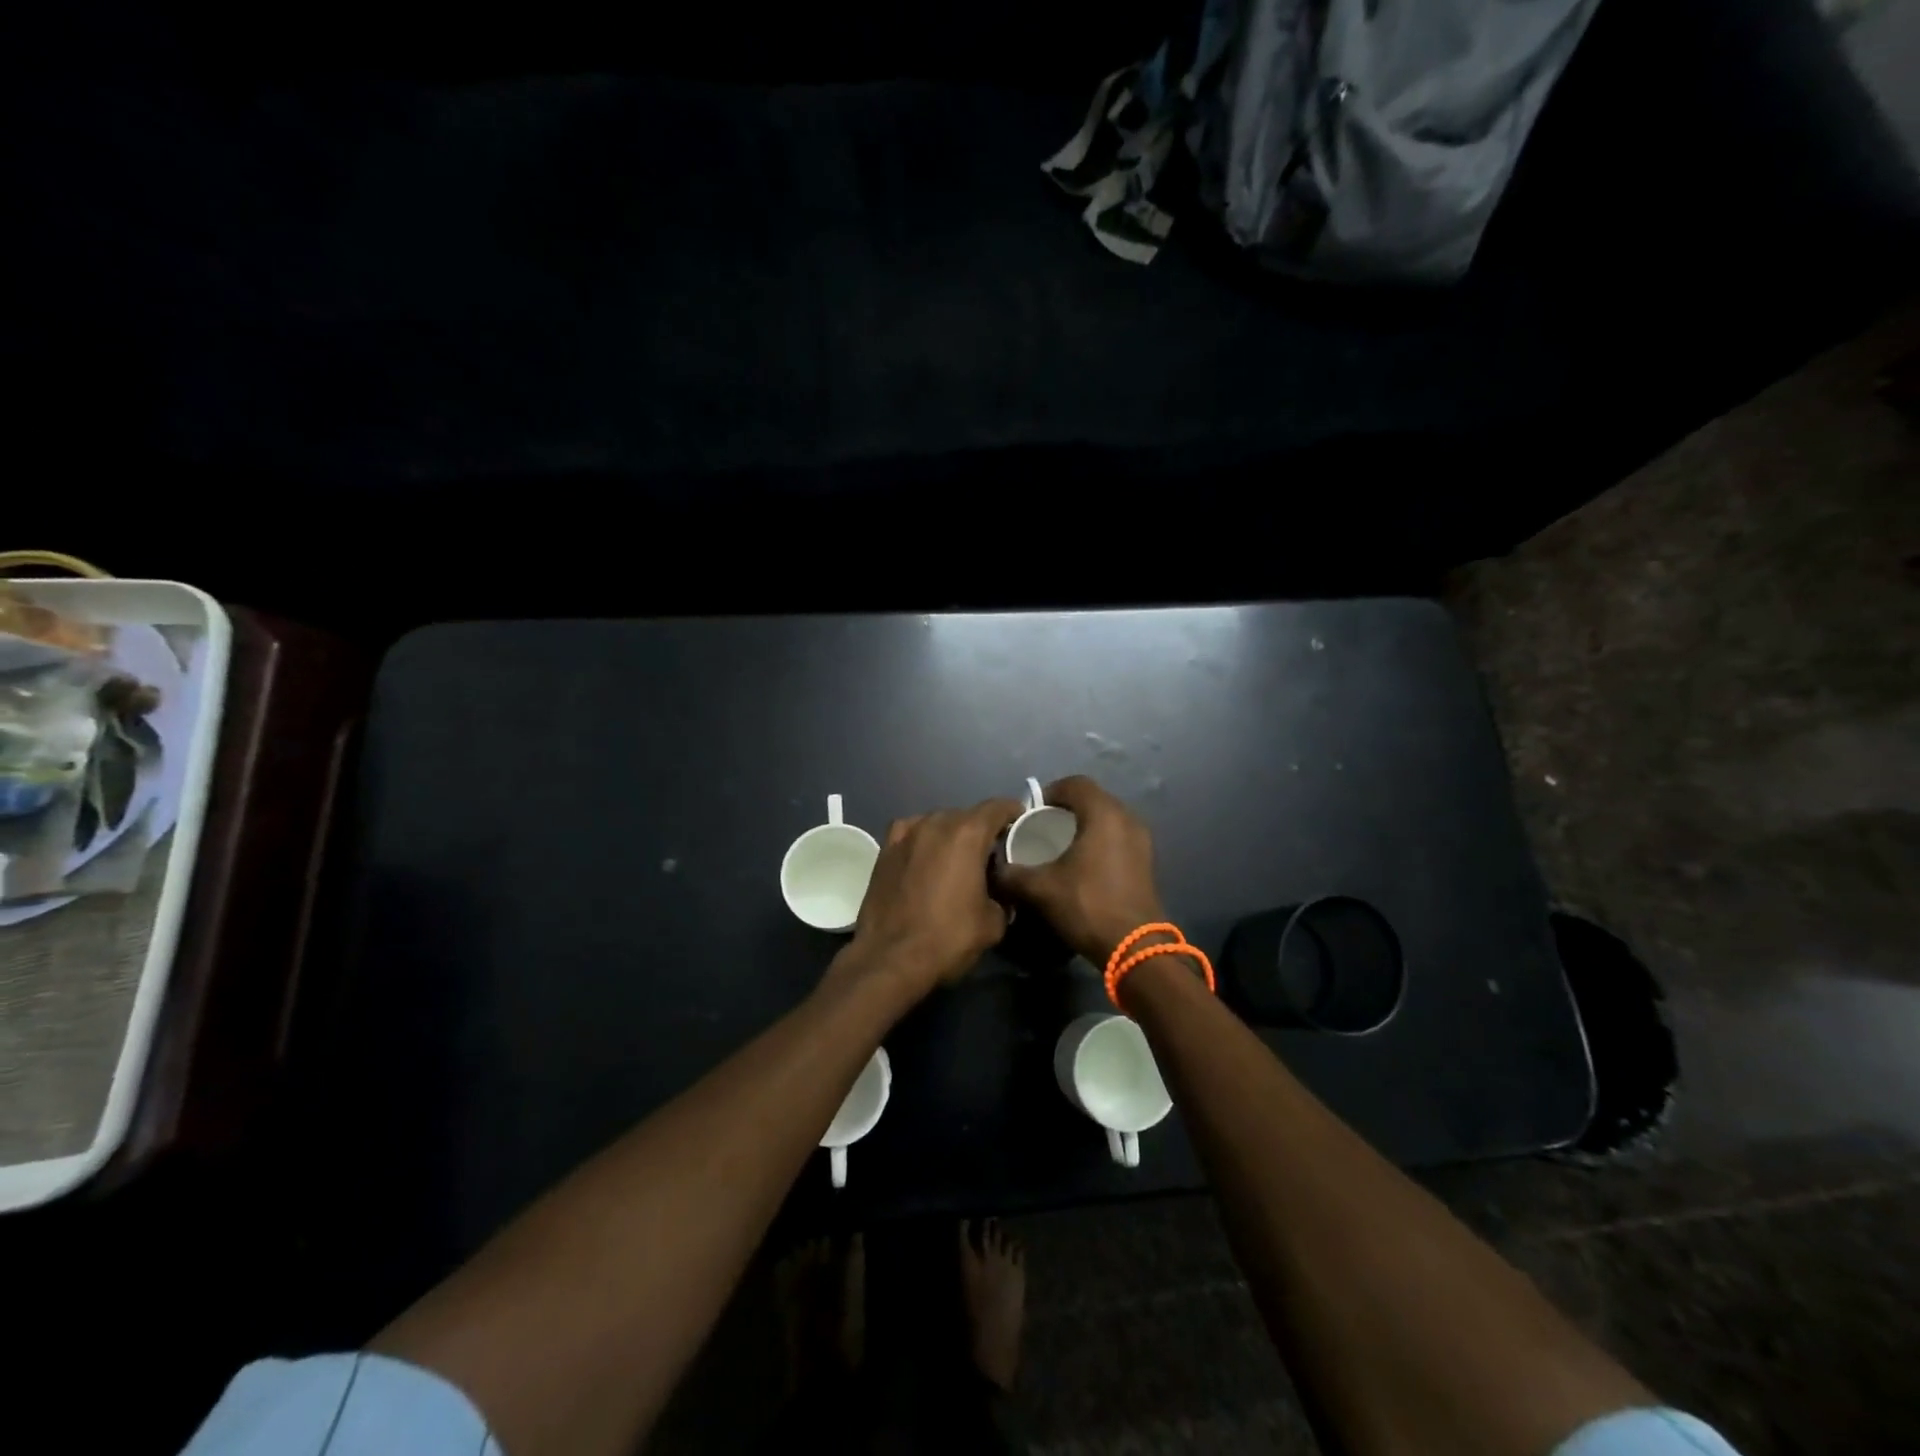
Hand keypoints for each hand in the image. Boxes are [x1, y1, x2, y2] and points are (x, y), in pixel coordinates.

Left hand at [838, 797, 1023, 998]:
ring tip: (957, 859)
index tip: (1020, 825)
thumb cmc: (948, 937)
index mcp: (967, 833)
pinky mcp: (885, 849)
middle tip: (991, 854)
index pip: (998, 807)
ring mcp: (906, 834)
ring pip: (938, 823)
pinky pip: (912, 833)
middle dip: (981, 830)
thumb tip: (999, 892)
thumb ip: (1003, 896)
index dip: (1013, 813)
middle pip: (967, 816)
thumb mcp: (993, 923)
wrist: (889, 958)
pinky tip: (925, 858)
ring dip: (951, 835)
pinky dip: (923, 841)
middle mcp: (936, 823)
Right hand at [994, 776, 1164, 964]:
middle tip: (1043, 827)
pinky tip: (1083, 865)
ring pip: (1108, 819)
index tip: (1032, 811)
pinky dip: (1100, 841)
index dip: (1050, 791)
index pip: (1075, 783)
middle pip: (1093, 799)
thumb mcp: (1040, 889)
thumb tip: (995, 869)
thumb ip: (1012, 874)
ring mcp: (1142, 840)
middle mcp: (1127, 818)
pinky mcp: (1147, 861)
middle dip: (1067, 808)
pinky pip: (1118, 837)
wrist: (1134, 947)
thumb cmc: (1087, 905)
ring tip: (1061, 846)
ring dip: (1085, 825)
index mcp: (1103, 814)